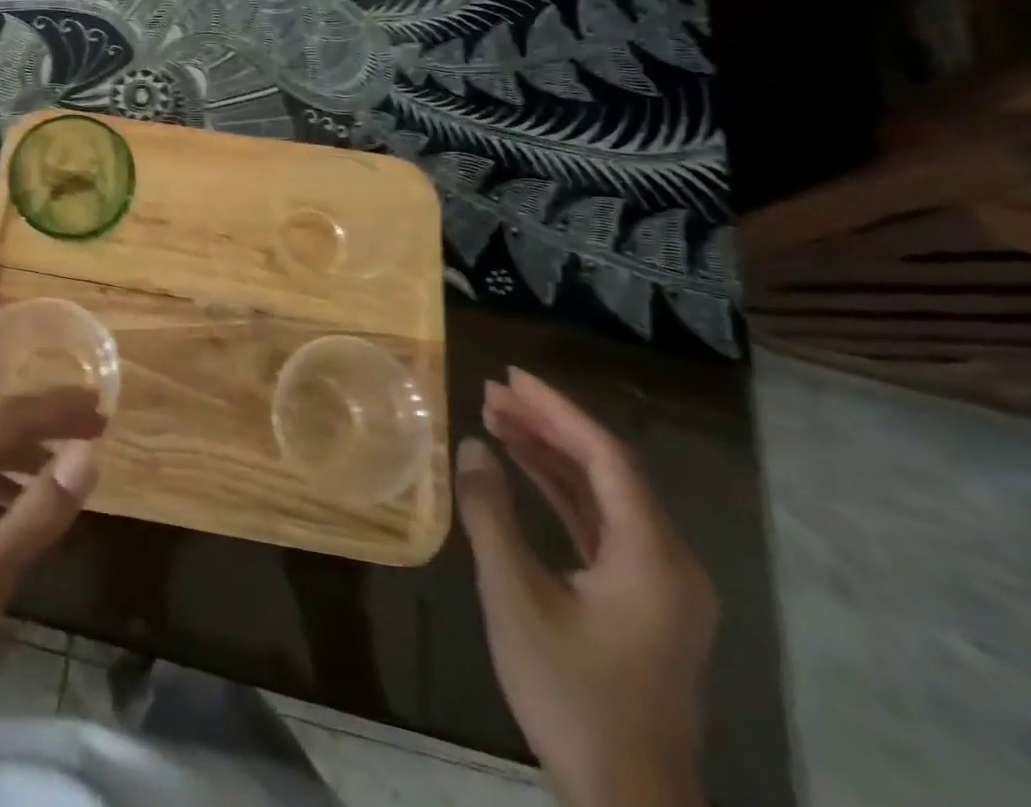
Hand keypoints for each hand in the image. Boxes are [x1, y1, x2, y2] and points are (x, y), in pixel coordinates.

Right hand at [456, 369, 716, 806]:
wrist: (625, 797)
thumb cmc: (570, 692)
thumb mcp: (516, 598)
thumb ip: (491, 515)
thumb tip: (472, 446)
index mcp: (652, 557)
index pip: (606, 458)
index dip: (557, 410)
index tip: (509, 377)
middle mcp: (669, 562)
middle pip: (608, 470)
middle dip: (549, 425)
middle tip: (490, 392)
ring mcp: (660, 584)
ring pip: (603, 496)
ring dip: (551, 454)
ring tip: (496, 419)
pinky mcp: (642, 601)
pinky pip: (601, 525)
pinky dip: (560, 491)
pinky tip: (522, 470)